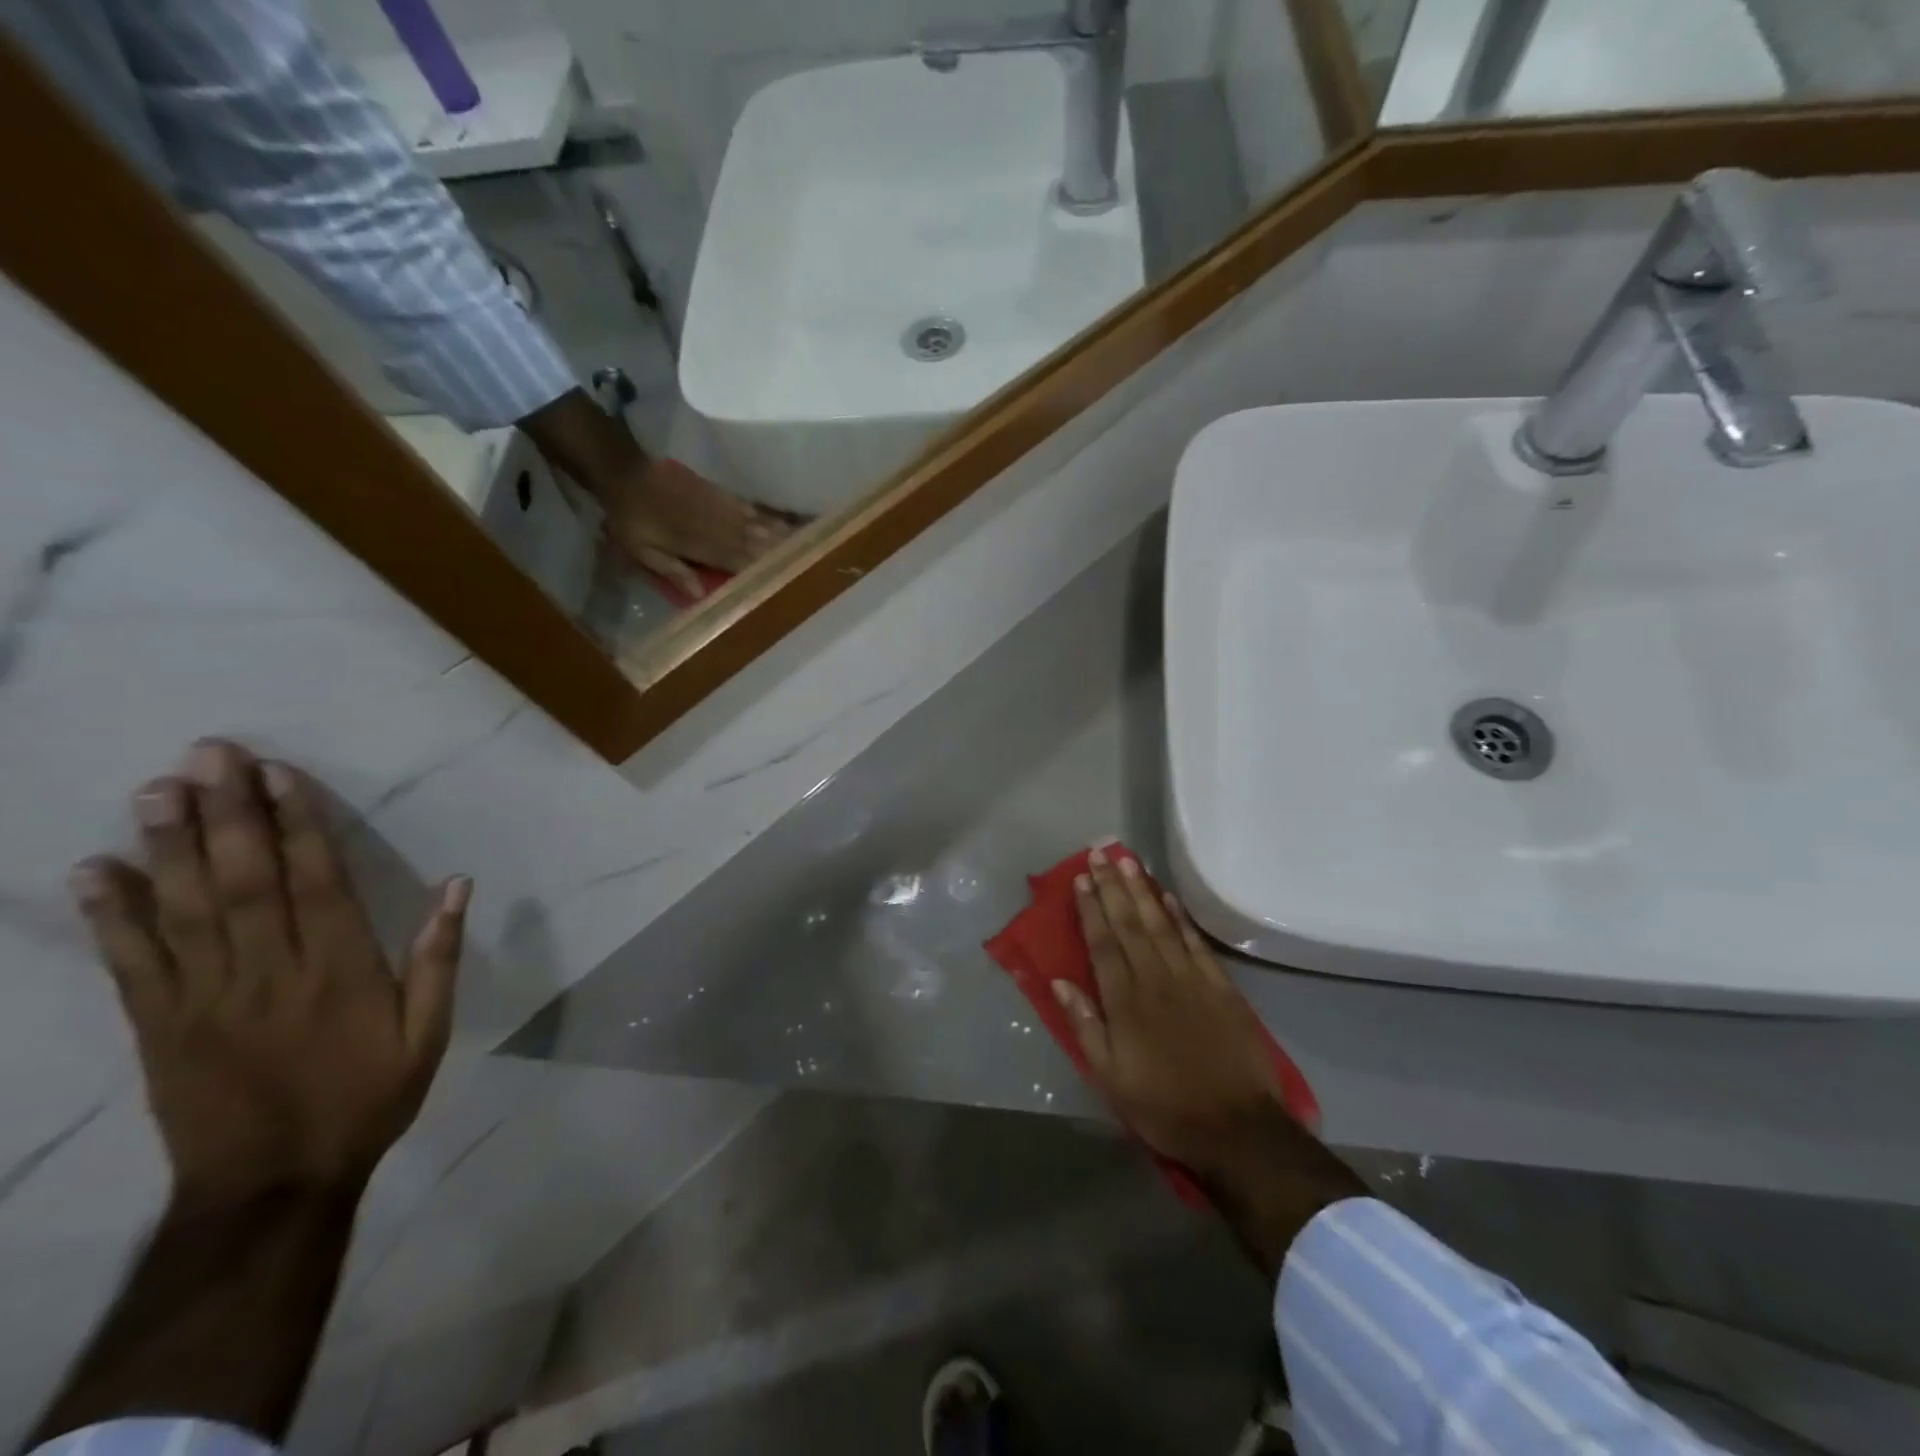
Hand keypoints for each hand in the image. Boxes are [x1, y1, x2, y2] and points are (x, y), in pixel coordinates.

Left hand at [71, 740, 469, 1205]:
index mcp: (340, 971)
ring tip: (155, 789)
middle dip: (226, 814)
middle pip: (243, 882)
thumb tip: (458, 885)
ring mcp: (204, 998)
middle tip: (207, 755)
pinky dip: (110, 915)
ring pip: (183, 910)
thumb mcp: (429, 1032)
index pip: (316, 882)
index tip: (278, 775)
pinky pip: (130, 963)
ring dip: (166, 847)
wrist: (274, 1184)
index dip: (297, 825)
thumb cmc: (367, 1097)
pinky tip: (94, 871)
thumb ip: (439, 957)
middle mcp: (269, 972)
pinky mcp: (157, 1025)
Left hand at [518, 390, 790, 601]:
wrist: (625, 473)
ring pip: (761, 526)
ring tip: (810, 544)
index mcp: (702, 545)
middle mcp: (720, 527)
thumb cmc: (631, 519)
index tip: (788, 580)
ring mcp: (723, 509)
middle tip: (813, 562)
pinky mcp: (722, 495)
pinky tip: (787, 523)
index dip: (763, 572)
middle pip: (758, 544)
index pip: (740, 563)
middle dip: (784, 554)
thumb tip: (700, 597)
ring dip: (784, 537)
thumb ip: (672, 570)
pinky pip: (753, 509)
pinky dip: (771, 518)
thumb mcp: (642, 550)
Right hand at [1056, 848, 1362, 1274]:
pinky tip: (1169, 897)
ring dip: (1142, 890)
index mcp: (1124, 1000)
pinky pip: (1195, 943)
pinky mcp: (1220, 987)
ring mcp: (1190, 979)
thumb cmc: (1163, 1105)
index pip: (1102, 942)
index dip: (1090, 907)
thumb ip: (1084, 1024)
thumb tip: (1060, 980)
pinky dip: (1181, 917)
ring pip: (1161, 924)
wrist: (1236, 1128)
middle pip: (1129, 923)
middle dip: (1112, 886)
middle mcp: (1154, 978)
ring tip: (1128, 860)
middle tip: (1100, 853)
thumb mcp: (1109, 1076)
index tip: (1080, 877)